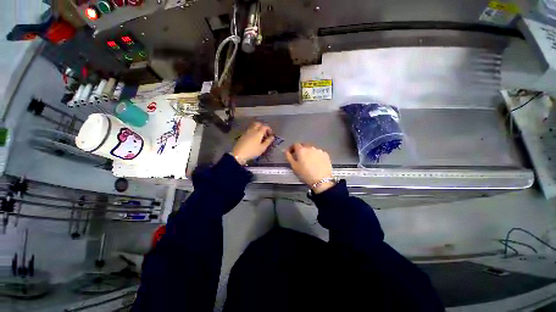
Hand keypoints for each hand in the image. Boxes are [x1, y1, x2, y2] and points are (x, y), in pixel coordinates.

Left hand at [231, 122, 274, 164]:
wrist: (239, 154)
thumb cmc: (252, 151)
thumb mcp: (262, 148)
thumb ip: (268, 141)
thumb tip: (272, 137)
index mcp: (258, 132)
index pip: (265, 126)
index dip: (269, 129)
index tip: (270, 134)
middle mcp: (253, 130)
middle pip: (258, 124)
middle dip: (262, 127)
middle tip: (265, 133)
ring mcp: (247, 131)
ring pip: (253, 126)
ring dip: (257, 129)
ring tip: (259, 136)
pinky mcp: (243, 134)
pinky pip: (249, 129)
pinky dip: (253, 131)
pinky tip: (254, 138)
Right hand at [284, 143, 334, 193]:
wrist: (321, 180)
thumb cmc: (305, 174)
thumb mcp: (294, 166)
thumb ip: (288, 156)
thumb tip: (285, 151)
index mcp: (301, 150)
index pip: (295, 144)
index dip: (291, 148)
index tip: (290, 153)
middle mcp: (310, 147)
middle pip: (303, 145)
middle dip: (300, 150)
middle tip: (299, 157)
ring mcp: (319, 150)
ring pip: (311, 149)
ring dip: (308, 153)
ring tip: (308, 161)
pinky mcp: (325, 154)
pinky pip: (318, 153)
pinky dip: (316, 156)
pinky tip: (316, 163)